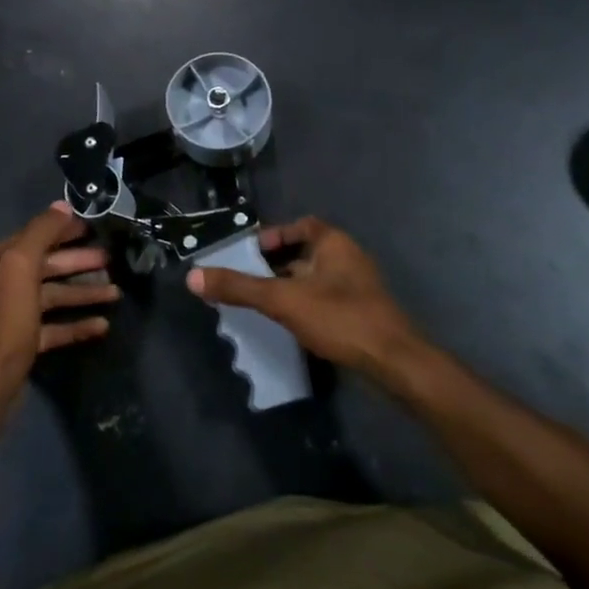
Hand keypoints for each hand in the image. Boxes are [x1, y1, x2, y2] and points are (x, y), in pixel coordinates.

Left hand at [0, 203, 117, 401]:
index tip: (92, 229)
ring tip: (115, 294)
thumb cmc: (5, 321)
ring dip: (82, 294)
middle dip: (78, 263)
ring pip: (52, 297)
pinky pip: (52, 327)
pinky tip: (102, 326)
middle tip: (110, 260)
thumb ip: (41, 233)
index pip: (31, 238)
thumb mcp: (21, 267)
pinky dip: (75, 324)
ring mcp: (8, 317)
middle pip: (44, 267)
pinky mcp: (21, 344)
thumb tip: (62, 206)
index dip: (62, 231)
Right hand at [186, 217, 426, 382]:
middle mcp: (349, 258)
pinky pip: (327, 300)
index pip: (303, 225)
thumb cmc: (339, 318)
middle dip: (278, 264)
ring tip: (263, 304)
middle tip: (249, 279)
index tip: (252, 252)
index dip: (276, 235)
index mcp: (335, 243)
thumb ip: (239, 288)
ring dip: (292, 287)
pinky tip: (292, 326)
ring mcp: (359, 288)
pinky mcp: (363, 314)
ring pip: (317, 279)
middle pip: (307, 252)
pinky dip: (307, 306)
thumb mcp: (283, 300)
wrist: (394, 363)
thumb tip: (193, 277)